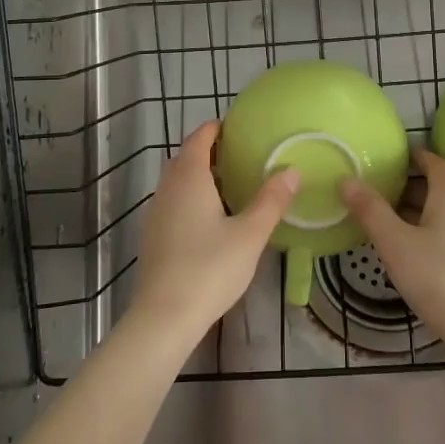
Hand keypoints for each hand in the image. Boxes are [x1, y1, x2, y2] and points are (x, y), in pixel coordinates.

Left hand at [130, 121, 298, 344]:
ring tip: (229, 185)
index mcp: (189, 178)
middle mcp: (167, 189)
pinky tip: (210, 219)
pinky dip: (190, 198)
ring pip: (176, 182)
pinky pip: (173, 203)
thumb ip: (271, 201)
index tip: (236, 126)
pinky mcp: (152, 237)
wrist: (164, 317)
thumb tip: (291, 170)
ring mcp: (155, 213)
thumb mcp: (250, 234)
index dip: (215, 128)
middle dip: (208, 151)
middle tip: (239, 155)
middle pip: (185, 158)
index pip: (199, 139)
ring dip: (198, 176)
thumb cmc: (209, 269)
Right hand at [339, 150, 444, 351]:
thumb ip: (370, 211)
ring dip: (421, 214)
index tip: (394, 158)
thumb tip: (346, 179)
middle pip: (442, 189)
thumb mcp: (396, 244)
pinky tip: (414, 257)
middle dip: (412, 188)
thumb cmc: (439, 279)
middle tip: (380, 192)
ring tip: (390, 225)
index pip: (437, 163)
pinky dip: (432, 236)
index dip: (416, 157)